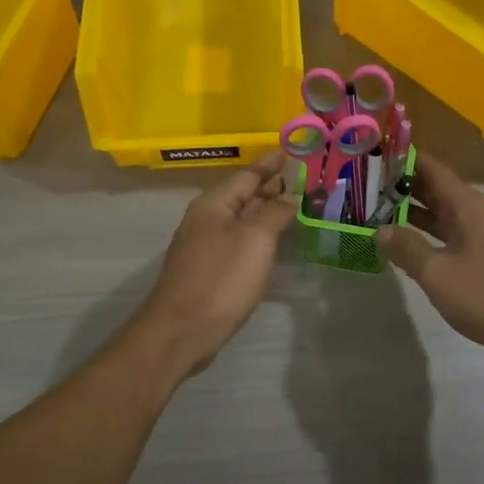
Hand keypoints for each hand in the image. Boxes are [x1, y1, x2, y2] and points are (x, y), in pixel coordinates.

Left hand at [137, 150, 297, 375]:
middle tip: (302, 178)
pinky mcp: (208, 269)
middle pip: (243, 195)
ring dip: (265, 210)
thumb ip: (275, 213)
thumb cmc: (220, 279)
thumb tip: (288, 196)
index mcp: (213, 204)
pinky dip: (258, 234)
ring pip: (241, 219)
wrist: (180, 332)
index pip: (247, 174)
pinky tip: (272, 241)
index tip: (291, 151)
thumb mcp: (255, 240)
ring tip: (293, 205)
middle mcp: (206, 219)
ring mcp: (204, 246)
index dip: (271, 163)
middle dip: (270, 186)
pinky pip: (238, 240)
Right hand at [378, 155, 483, 364]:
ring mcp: (483, 234)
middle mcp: (476, 211)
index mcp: (468, 204)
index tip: (372, 153)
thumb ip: (407, 247)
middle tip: (363, 184)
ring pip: (441, 212)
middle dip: (401, 185)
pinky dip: (426, 233)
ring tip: (374, 210)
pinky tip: (404, 243)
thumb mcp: (438, 273)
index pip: (431, 167)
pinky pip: (449, 233)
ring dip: (411, 211)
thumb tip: (380, 229)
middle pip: (435, 188)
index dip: (403, 158)